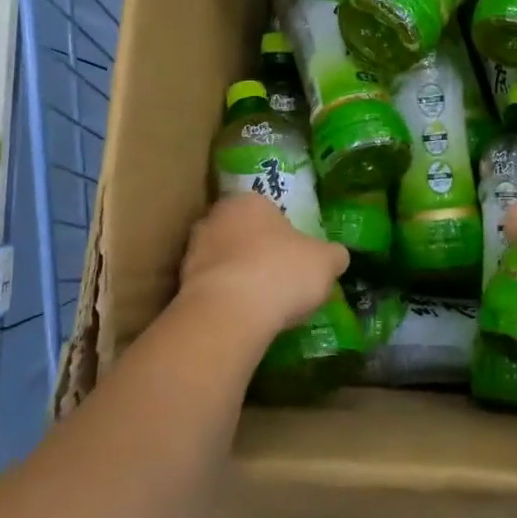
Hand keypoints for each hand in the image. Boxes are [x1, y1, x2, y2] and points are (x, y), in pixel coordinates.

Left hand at [177, 192, 347, 347]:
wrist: (229, 313)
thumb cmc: (280, 272)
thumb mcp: (325, 262)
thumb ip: (333, 255)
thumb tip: (336, 257)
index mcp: (250, 200)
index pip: (268, 210)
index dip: (283, 234)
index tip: (293, 257)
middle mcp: (216, 216)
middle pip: (241, 232)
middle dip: (255, 250)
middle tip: (277, 277)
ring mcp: (193, 249)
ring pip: (222, 258)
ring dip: (237, 274)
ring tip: (259, 303)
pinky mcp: (180, 284)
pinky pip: (210, 287)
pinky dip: (224, 298)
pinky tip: (240, 317)